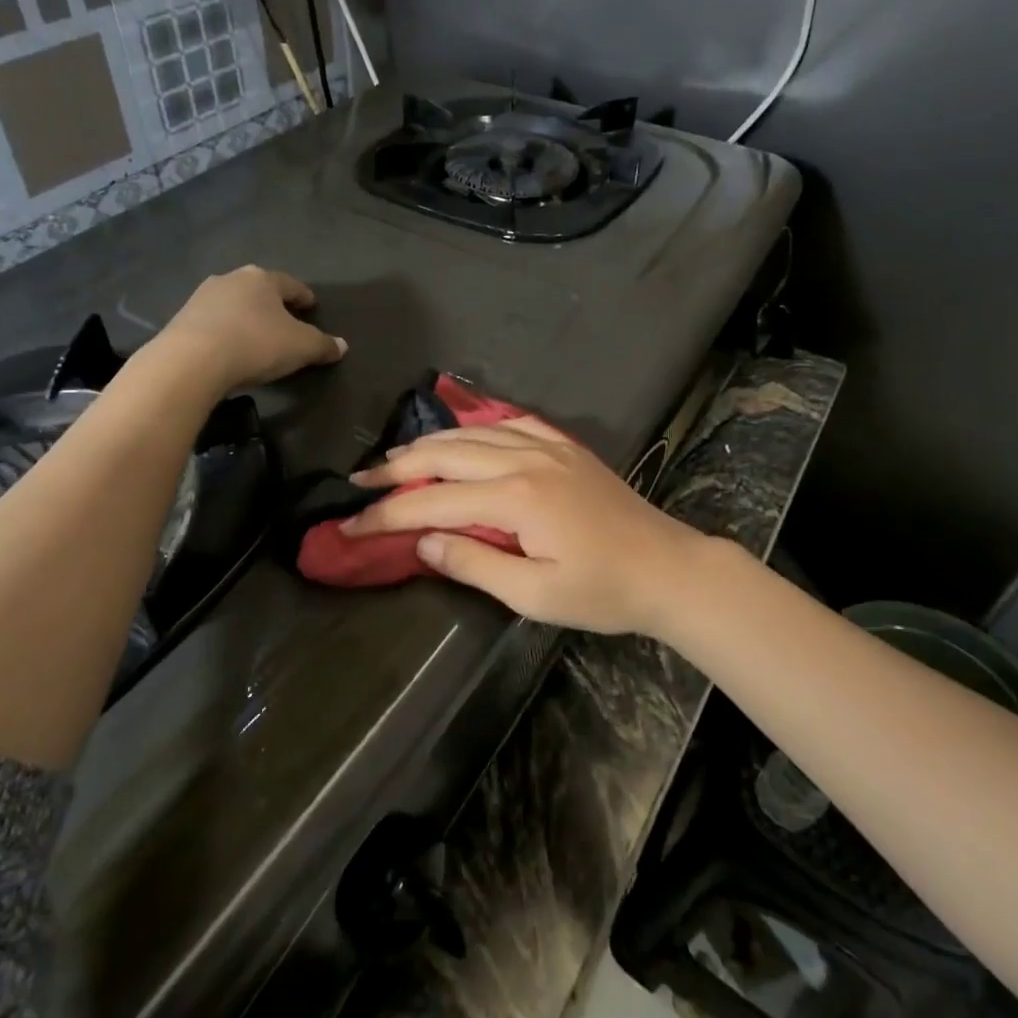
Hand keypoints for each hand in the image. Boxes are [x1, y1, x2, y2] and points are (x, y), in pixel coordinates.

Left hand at [145, 266, 346, 397]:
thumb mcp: (301, 348)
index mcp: (263, 279)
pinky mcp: (182, 318)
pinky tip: (229, 347)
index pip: (291, 285)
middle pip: (259, 290)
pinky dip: (225, 330)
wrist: (191, 361)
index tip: (311, 306)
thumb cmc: (255, 344)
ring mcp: (202, 297)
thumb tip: (342, 345)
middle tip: (284, 320)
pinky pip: (213, 322)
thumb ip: (323, 345)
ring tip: (255, 335)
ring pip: (234, 304)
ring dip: (246, 316)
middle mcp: (231, 279)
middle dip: (272, 304)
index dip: (304, 296)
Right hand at [342, 418, 714, 636]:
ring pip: (475, 432)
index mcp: (516, 497)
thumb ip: (474, 564)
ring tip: (397, 457)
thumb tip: (423, 543)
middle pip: (447, 453)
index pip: (433, 502)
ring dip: (432, 443)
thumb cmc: (602, 592)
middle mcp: (526, 459)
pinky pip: (511, 424)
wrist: (668, 568)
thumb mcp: (534, 594)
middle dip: (398, 468)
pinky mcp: (565, 447)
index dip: (387, 514)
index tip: (349, 523)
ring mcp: (548, 447)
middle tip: (360, 481)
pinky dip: (478, 426)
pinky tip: (466, 434)